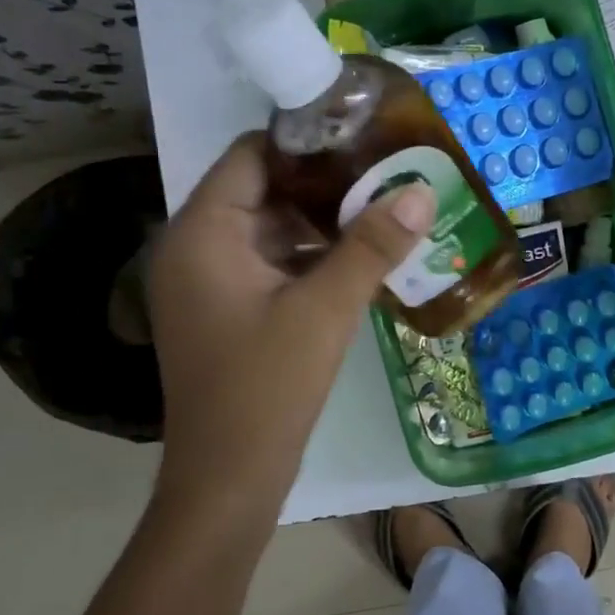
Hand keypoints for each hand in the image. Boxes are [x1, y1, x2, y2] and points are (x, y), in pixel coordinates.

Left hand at [146, 133, 432, 522]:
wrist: (228, 479)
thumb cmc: (267, 386)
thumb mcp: (326, 310)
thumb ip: (372, 246)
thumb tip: (420, 189)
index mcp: (201, 233)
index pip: (251, 155)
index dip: (306, 140)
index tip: (364, 136)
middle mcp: (193, 248)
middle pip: (260, 190)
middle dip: (323, 183)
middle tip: (385, 172)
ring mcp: (207, 283)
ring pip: (268, 230)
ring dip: (320, 223)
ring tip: (382, 210)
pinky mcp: (225, 312)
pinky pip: (268, 265)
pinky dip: (308, 258)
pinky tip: (358, 260)